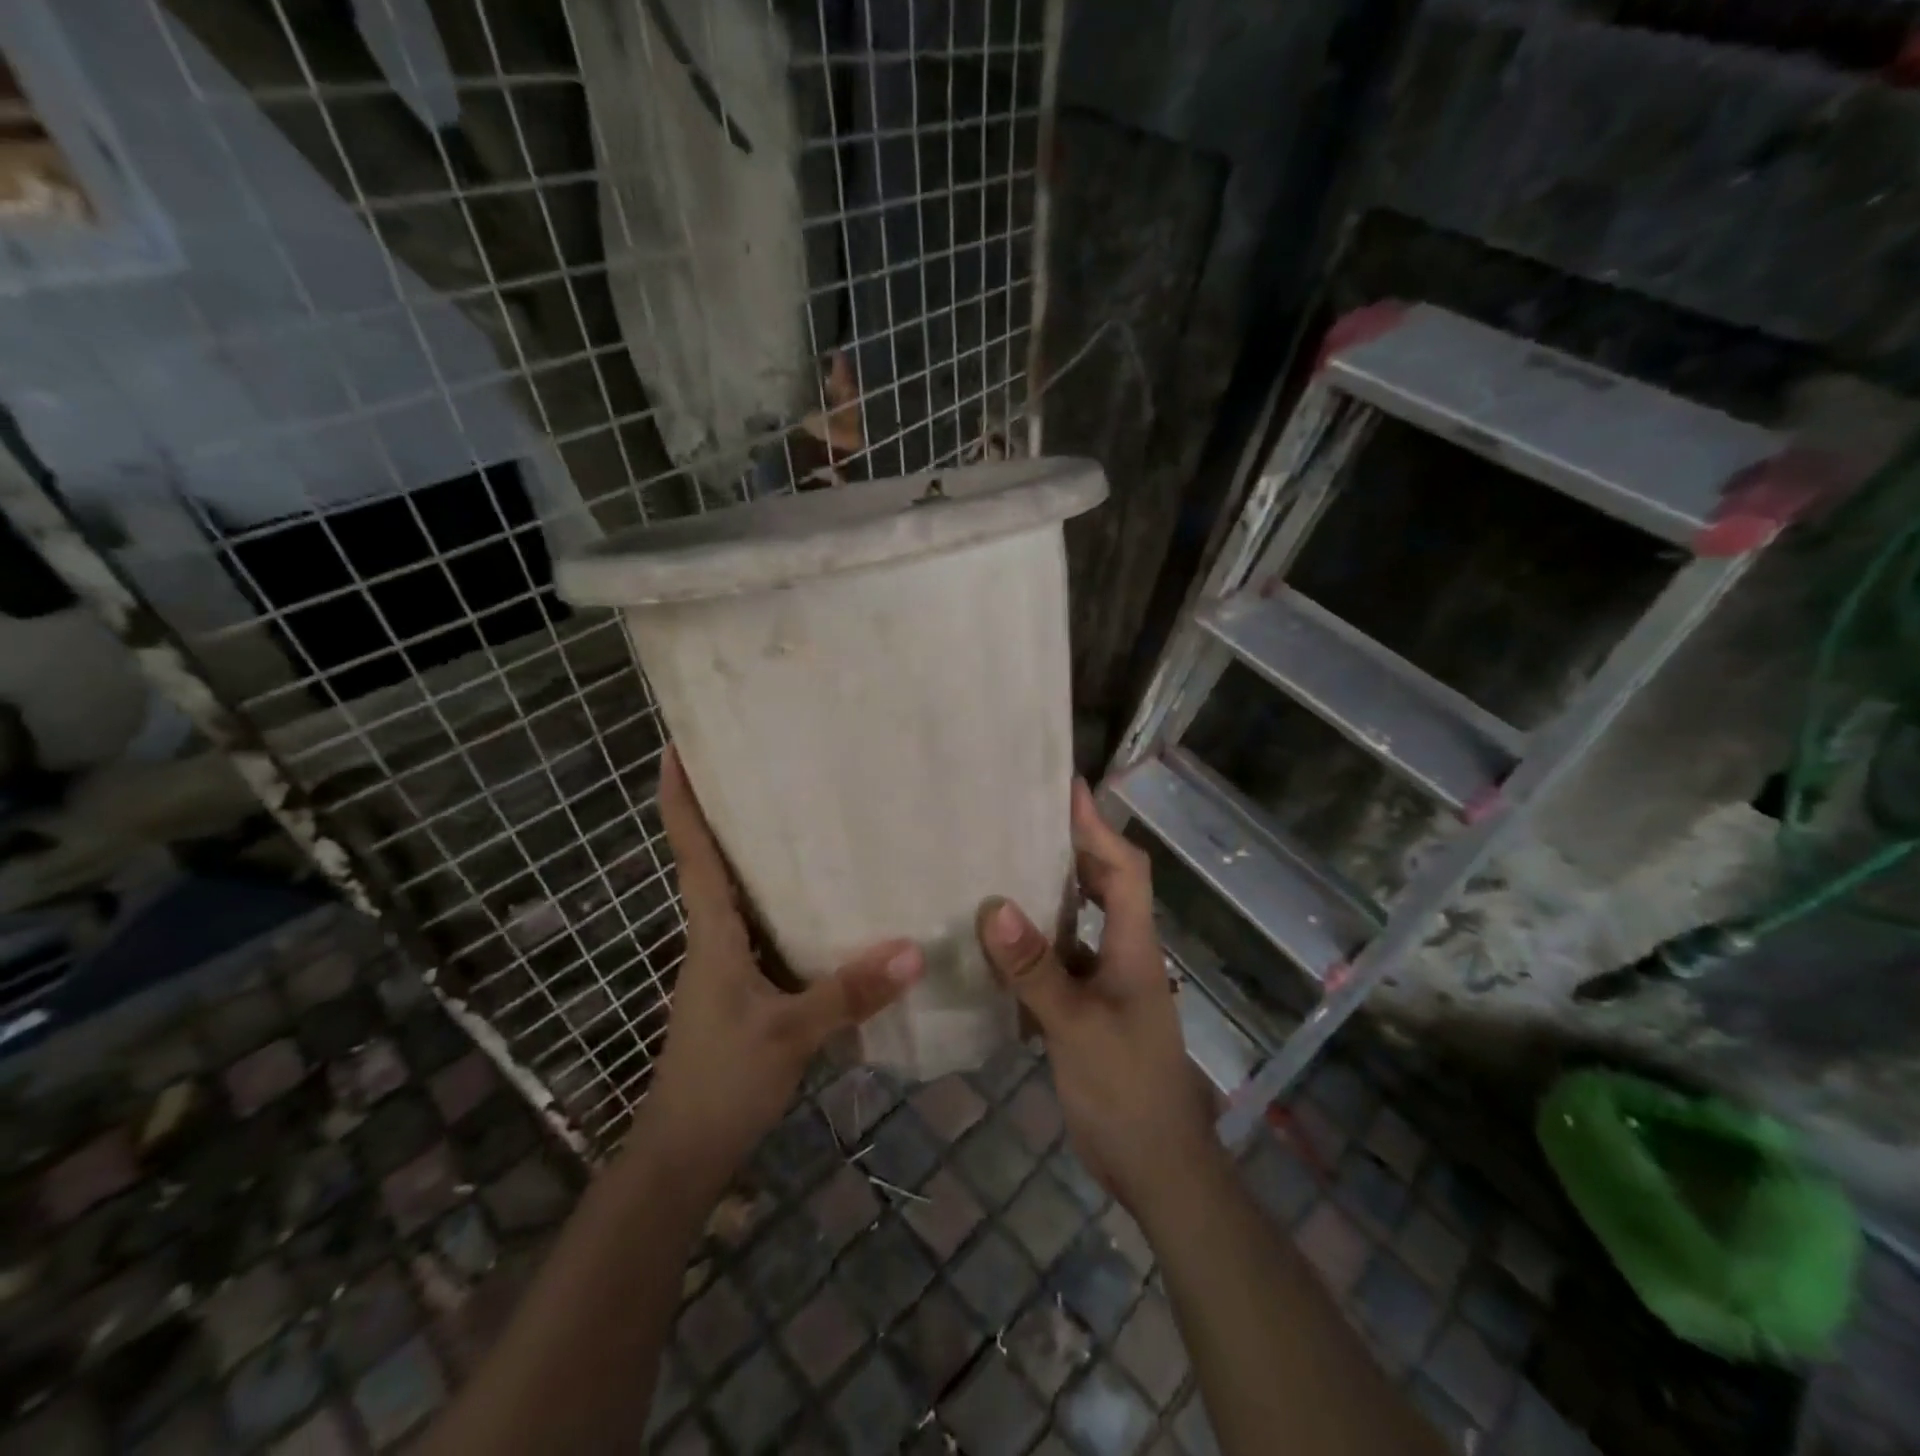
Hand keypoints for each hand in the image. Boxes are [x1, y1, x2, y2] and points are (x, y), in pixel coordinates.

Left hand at [641, 745, 923, 1178]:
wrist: (685, 1154)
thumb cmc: (720, 1082)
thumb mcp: (789, 1035)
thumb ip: (849, 992)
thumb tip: (915, 948)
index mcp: (712, 932)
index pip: (691, 850)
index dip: (679, 797)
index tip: (677, 745)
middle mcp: (716, 935)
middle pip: (716, 858)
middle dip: (729, 809)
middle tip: (767, 762)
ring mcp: (729, 962)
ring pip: (744, 893)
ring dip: (760, 853)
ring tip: (806, 812)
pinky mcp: (748, 985)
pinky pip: (767, 926)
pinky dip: (789, 901)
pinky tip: (831, 898)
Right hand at [975, 780, 1216, 1213]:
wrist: (1159, 1169)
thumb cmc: (1128, 1092)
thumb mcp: (1078, 1028)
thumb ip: (1037, 970)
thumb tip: (994, 906)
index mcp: (1134, 946)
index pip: (1124, 868)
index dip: (1098, 826)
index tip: (1067, 787)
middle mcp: (1123, 954)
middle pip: (1103, 885)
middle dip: (1070, 848)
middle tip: (1019, 820)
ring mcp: (1107, 984)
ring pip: (1077, 923)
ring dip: (1047, 895)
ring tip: (999, 867)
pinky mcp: (1088, 1011)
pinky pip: (1059, 961)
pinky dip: (1033, 945)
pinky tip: (995, 945)